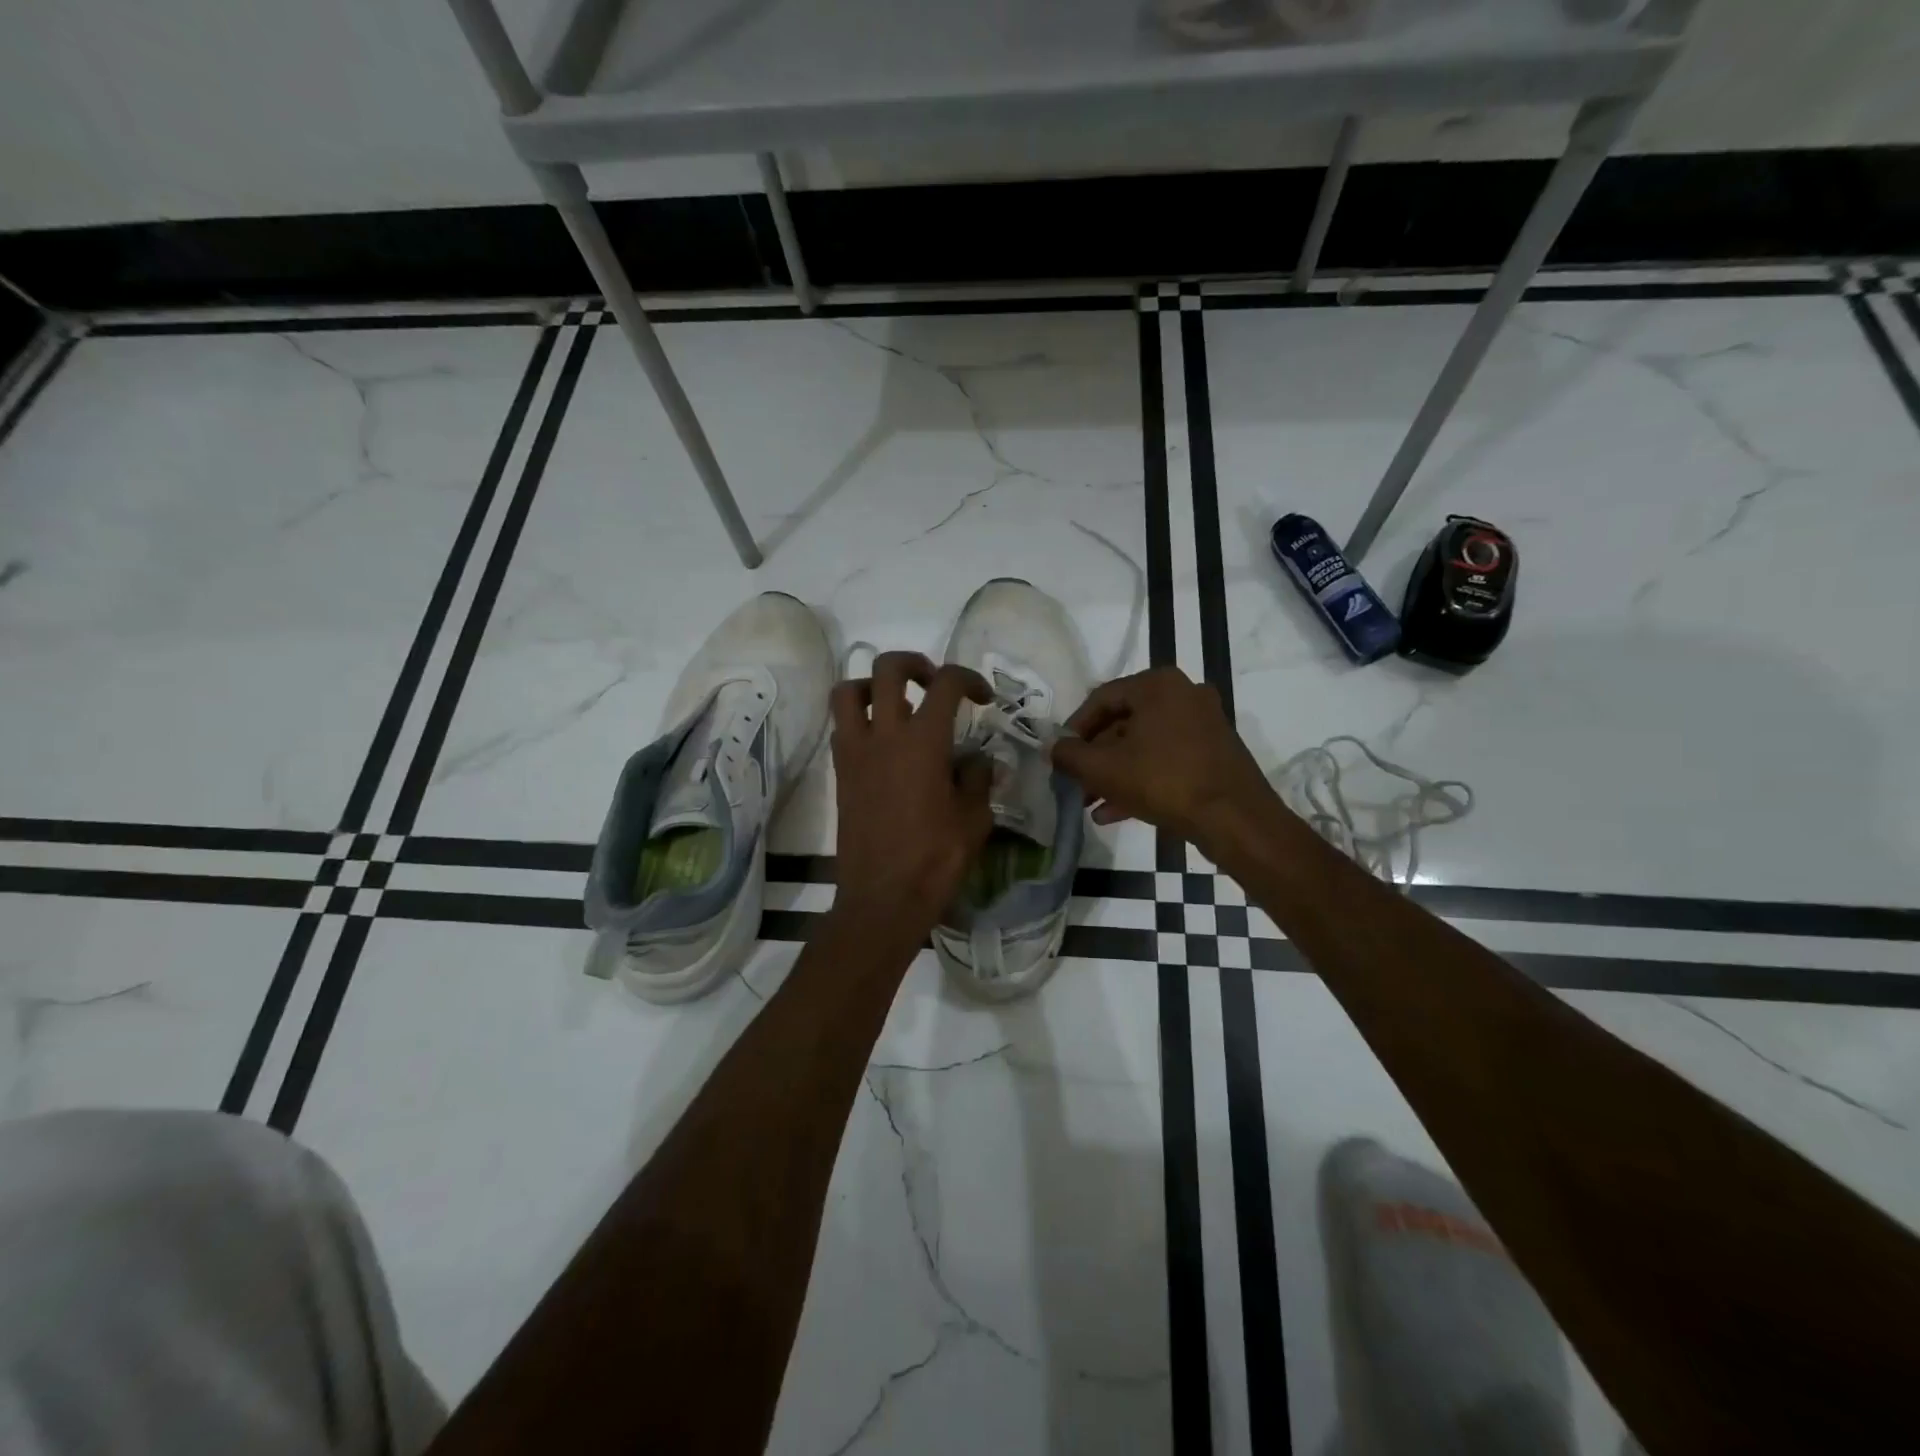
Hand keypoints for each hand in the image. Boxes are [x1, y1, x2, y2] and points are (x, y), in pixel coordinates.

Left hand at [829, 651, 994, 937]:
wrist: (882, 899)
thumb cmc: (935, 860)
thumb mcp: (974, 819)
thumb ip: (977, 780)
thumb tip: (978, 761)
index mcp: (923, 742)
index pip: (946, 684)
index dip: (968, 679)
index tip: (982, 697)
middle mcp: (883, 736)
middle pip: (887, 668)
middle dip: (914, 663)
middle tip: (933, 682)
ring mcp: (855, 753)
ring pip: (848, 691)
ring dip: (873, 685)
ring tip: (896, 703)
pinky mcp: (840, 773)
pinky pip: (842, 727)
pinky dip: (860, 719)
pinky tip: (884, 743)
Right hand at [1052, 667, 1279, 849]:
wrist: (1235, 819)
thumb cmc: (1164, 782)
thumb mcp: (1104, 769)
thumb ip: (1069, 755)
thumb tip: (1053, 748)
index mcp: (1158, 685)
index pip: (1101, 698)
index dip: (1074, 728)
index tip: (1060, 755)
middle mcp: (1184, 695)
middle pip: (1124, 722)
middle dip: (1095, 757)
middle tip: (1074, 782)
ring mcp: (1204, 724)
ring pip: (1144, 745)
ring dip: (1114, 773)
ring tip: (1089, 803)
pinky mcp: (1214, 753)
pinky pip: (1166, 760)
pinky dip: (1140, 780)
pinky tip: (1114, 813)